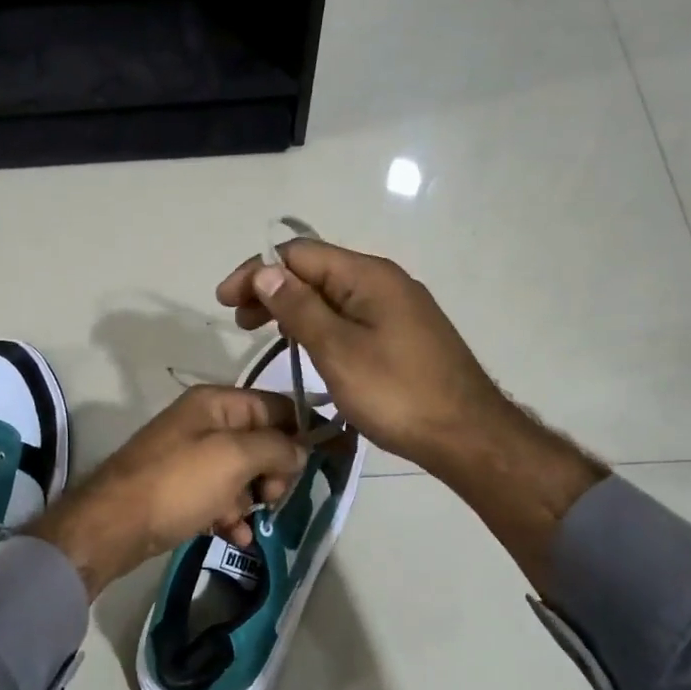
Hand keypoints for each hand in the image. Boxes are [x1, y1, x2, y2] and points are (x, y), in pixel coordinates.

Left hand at [28, 387, 306, 597]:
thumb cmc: (178, 483)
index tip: (326, 460)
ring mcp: (191, 458)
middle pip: (261, 441)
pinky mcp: (181, 490)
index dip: (302, 430)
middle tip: (272, 497)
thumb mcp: (235, 458)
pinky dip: (231, 515)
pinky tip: (235, 537)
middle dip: (274, 471)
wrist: (113, 525)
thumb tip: (301, 449)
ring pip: (243, 474)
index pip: (276, 405)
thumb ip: (276, 447)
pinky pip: (220, 498)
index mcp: (216, 403)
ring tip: (248, 521)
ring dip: (253, 499)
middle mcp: (204, 424)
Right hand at [216, 239, 509, 480]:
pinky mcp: (402, 333)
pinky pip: (349, 316)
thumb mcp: (337, 350)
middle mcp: (383, 281)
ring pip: (332, 295)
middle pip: (315, 271)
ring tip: (265, 334)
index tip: (224, 302)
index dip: (256, 272)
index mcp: (368, 276)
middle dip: (272, 290)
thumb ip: (299, 308)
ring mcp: (396, 308)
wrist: (466, 435)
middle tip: (240, 323)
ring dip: (293, 308)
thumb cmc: (396, 393)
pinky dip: (319, 324)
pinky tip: (306, 346)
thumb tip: (265, 271)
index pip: (299, 255)